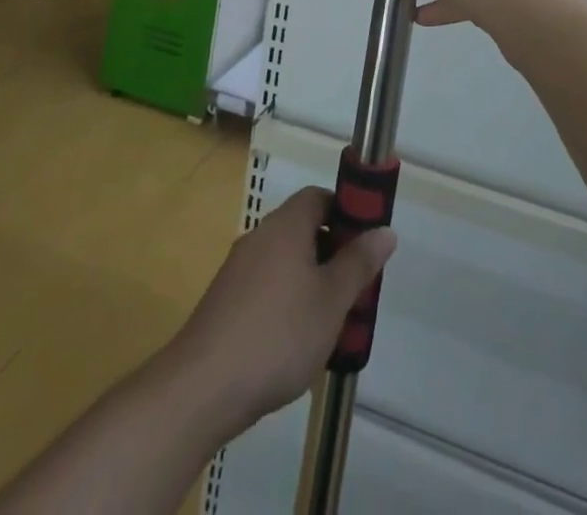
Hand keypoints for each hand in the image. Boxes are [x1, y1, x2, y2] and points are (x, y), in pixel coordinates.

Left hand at [173, 188, 395, 435]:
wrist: (201, 388)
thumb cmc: (277, 334)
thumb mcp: (331, 300)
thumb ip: (359, 263)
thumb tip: (385, 230)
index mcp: (285, 225)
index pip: (319, 197)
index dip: (346, 212)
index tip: (366, 243)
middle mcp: (260, 237)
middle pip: (303, 229)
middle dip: (333, 253)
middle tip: (355, 288)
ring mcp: (238, 270)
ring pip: (286, 262)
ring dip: (311, 281)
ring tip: (331, 320)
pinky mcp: (225, 303)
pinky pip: (266, 287)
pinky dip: (287, 301)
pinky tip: (296, 341)